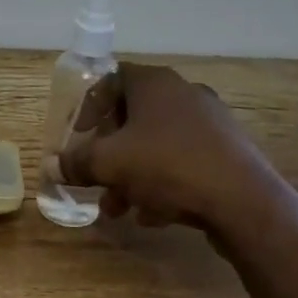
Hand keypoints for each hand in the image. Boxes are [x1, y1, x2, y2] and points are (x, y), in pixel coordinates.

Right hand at [62, 63, 297, 297]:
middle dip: (110, 152)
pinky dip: (164, 183)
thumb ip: (77, 162)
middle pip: (133, 117)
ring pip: (158, 144)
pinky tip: (153, 216)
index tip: (79, 137)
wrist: (244, 202)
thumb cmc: (168, 167)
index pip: (111, 81)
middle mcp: (183, 93)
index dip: (89, 108)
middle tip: (96, 179)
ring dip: (133, 174)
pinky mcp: (229, 152)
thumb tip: (52, 165)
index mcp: (154, 83)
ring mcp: (211, 123)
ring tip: (119, 208)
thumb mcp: (110, 164)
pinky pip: (184, 161)